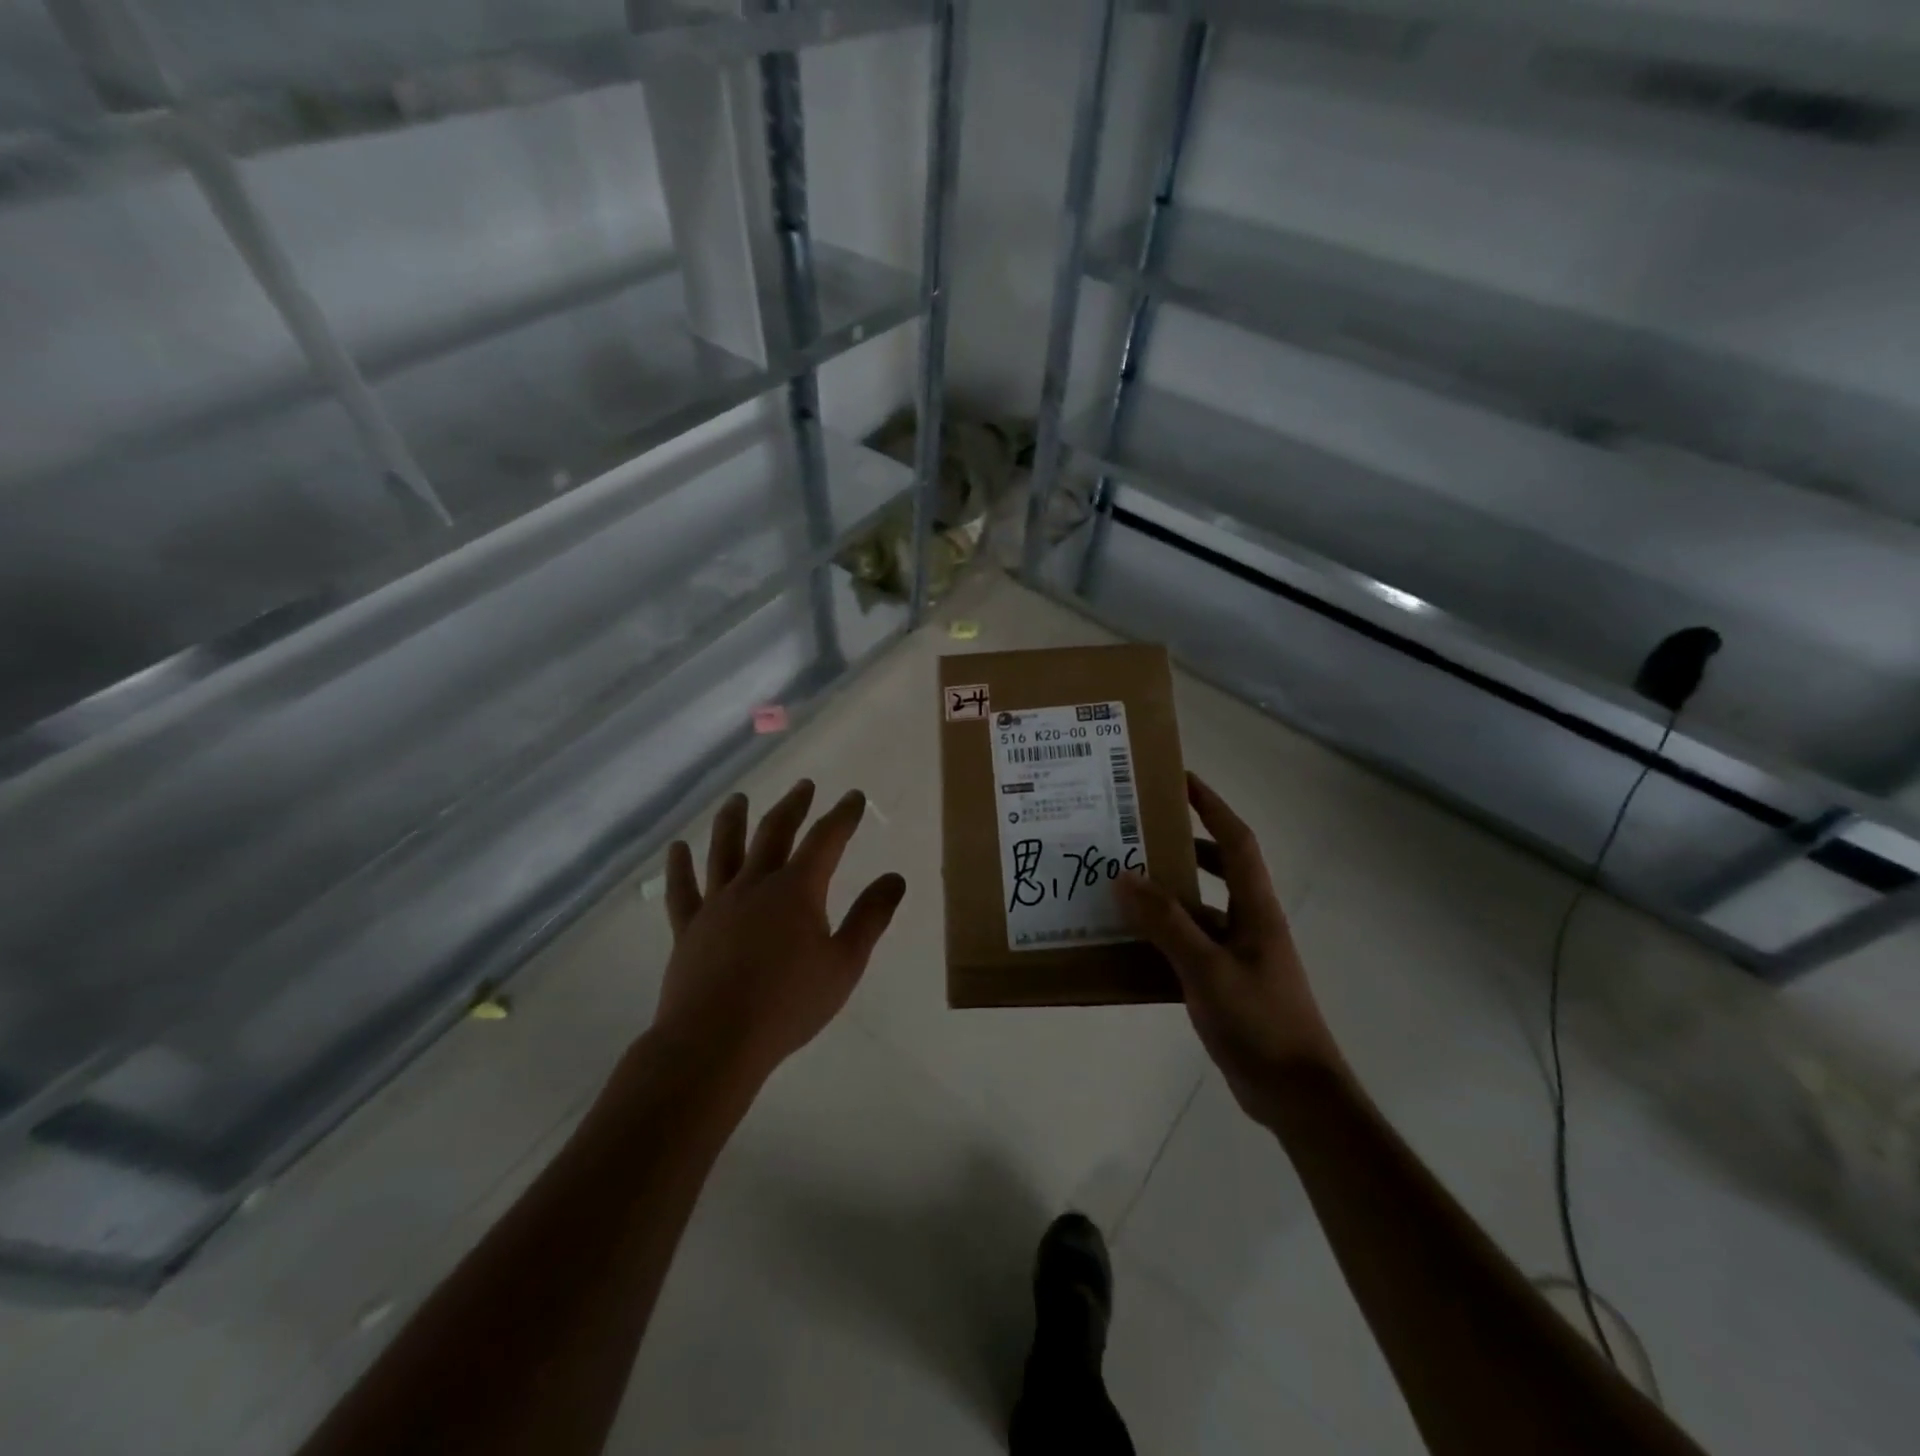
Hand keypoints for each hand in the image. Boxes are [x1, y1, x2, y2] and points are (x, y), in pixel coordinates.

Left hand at [654, 780, 905, 1082]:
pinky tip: (678, 848)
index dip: (842, 815)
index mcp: (797, 890)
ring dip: (732, 820)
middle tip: (804, 786)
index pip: (825, 839)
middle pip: (774, 832)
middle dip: (793, 806)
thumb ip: (870, 917)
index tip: (853, 797)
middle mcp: (755, 884)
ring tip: (738, 799)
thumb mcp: (844, 963)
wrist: (715, 1041)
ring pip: (724, 850)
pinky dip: (680, 866)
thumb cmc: (788, 1004)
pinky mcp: (689, 928)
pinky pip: (683, 889)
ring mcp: (717, 903)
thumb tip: (895, 878)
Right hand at [1118, 773, 1340, 1124]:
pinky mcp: (1225, 981)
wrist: (1296, 1093)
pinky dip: (1161, 935)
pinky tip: (1128, 941)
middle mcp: (1248, 921)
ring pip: (1197, 908)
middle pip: (1216, 867)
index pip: (1235, 840)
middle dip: (1181, 844)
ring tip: (1120, 882)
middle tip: (1135, 832)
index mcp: (1255, 907)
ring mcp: (1237, 953)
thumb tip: (1124, 876)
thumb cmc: (1260, 1021)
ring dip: (1165, 892)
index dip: (1211, 805)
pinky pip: (1188, 943)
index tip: (1179, 780)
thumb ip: (1166, 923)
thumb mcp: (1207, 968)